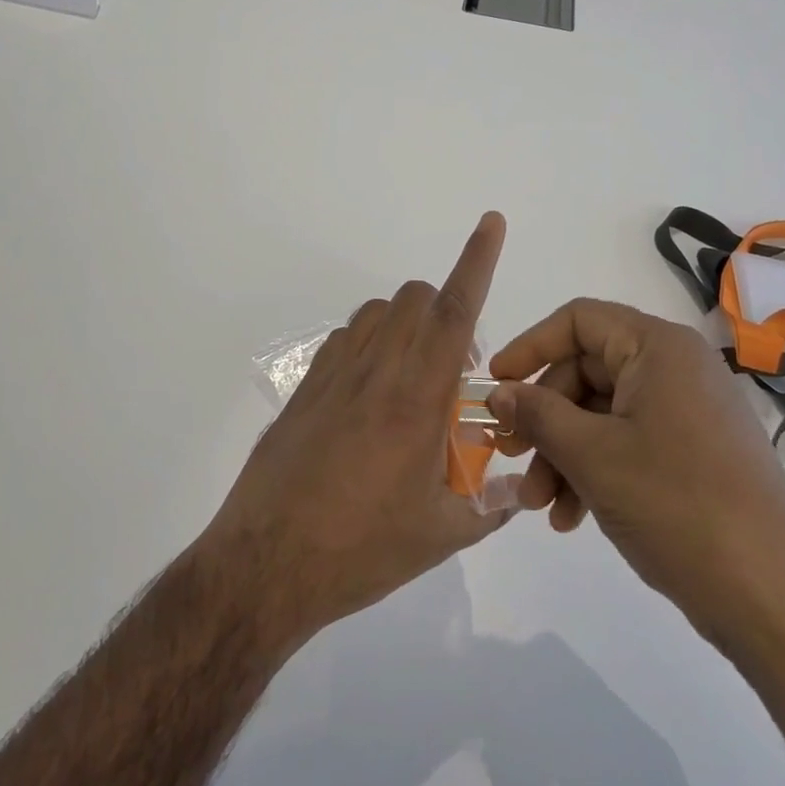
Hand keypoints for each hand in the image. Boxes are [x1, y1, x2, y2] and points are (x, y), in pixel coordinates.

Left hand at [199, 213, 517, 651]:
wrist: (266, 564)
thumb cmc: (360, 551)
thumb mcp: (440, 536)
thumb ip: (489, 506)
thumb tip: (518, 490)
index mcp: (414, 400)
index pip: (454, 312)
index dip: (476, 260)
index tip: (490, 222)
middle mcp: (374, 372)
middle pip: (414, 299)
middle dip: (446, 310)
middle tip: (455, 372)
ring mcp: (332, 375)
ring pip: (377, 312)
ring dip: (406, 324)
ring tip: (413, 380)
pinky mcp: (304, 388)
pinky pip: (344, 339)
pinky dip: (369, 344)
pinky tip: (369, 395)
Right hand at [488, 299, 784, 656]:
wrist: (776, 598)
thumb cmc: (677, 504)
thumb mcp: (591, 455)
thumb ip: (537, 414)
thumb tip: (499, 393)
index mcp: (658, 348)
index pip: (578, 320)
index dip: (529, 346)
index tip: (495, 386)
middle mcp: (676, 369)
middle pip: (586, 372)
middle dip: (544, 419)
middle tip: (512, 456)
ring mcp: (688, 414)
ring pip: (602, 415)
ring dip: (563, 454)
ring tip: (539, 506)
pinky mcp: (695, 455)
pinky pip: (628, 444)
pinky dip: (595, 472)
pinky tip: (571, 517)